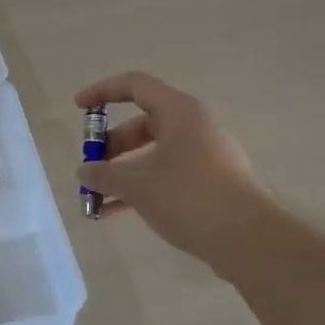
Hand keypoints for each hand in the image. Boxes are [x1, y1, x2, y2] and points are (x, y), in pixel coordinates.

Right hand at [75, 71, 270, 264]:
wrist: (247, 238)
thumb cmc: (187, 195)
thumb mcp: (135, 183)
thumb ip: (103, 174)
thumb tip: (84, 172)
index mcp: (179, 112)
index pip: (134, 85)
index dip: (102, 91)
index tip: (77, 107)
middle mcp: (194, 126)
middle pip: (142, 123)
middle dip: (111, 146)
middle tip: (91, 168)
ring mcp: (205, 155)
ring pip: (153, 154)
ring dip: (123, 172)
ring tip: (98, 199)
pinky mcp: (211, 182)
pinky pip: (167, 175)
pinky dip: (142, 187)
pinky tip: (118, 213)